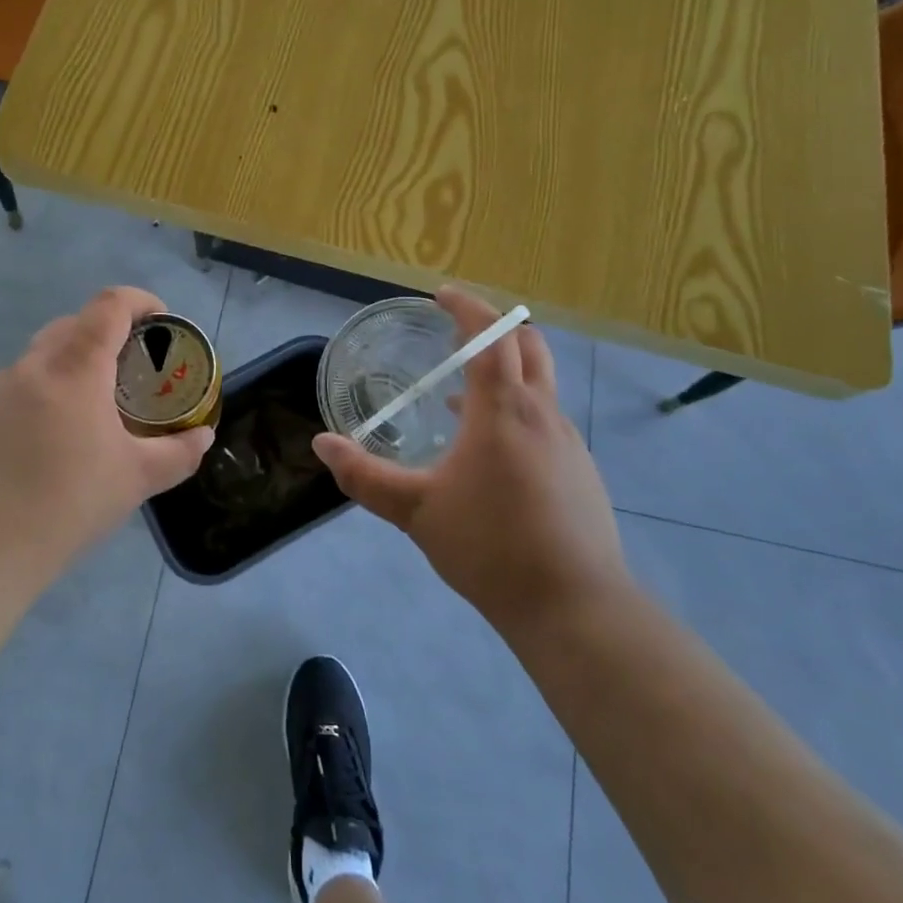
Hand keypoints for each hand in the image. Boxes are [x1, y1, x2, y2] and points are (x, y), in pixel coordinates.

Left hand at [0, 287, 214, 581]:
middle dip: (104, 334)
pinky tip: (40, 448)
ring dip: (67, 368)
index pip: (109, 305)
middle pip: (72, 325)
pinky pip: (9, 394)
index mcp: (76, 369)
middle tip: (127, 370)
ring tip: (85, 413)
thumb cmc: (69, 504)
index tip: (159, 321)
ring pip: (37, 360)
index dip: (139, 301)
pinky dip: (34, 401)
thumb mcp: (137, 479)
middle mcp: (30, 367)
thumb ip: (178, 452)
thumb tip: (203, 436)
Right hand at [311, 287, 629, 636]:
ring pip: (540, 383)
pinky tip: (489, 449)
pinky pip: (545, 418)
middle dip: (495, 327)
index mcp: (503, 409)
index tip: (440, 296)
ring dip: (506, 369)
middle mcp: (542, 413)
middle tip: (456, 331)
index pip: (491, 335)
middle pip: (529, 344)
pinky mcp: (580, 471)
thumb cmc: (491, 547)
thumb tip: (322, 443)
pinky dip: (517, 408)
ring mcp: (568, 442)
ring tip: (461, 391)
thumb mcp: (416, 511)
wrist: (574, 606)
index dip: (467, 307)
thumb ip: (365, 476)